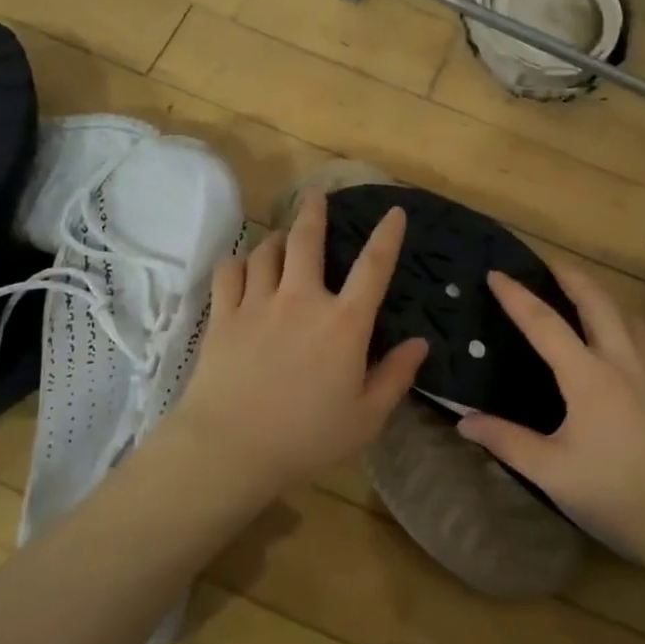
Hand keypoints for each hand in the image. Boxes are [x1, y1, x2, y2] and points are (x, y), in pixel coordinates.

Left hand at [165, 193, 428, 498]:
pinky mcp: (224, 316)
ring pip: (268, 252)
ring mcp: (258, 304)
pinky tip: (243, 267)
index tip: (394, 212)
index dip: (387, 235)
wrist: (231, 448)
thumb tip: (420, 343)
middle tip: (317, 196)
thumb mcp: (366, 417)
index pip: (373, 267)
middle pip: (308, 241)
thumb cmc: (307, 438)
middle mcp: (302, 300)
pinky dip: (239, 263)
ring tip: (283, 239)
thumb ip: (396, 376)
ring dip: (279, 240)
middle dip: (315, 212)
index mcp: (344, 324)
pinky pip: (230, 272)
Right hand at [456, 264, 644, 568]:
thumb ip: (506, 441)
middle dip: (570, 275)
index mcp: (587, 377)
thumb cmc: (615, 497)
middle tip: (549, 263)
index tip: (497, 274)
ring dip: (607, 299)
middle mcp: (624, 361)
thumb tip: (463, 420)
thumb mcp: (551, 472)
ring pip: (633, 318)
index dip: (517, 296)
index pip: (544, 324)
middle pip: (596, 302)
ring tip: (588, 296)